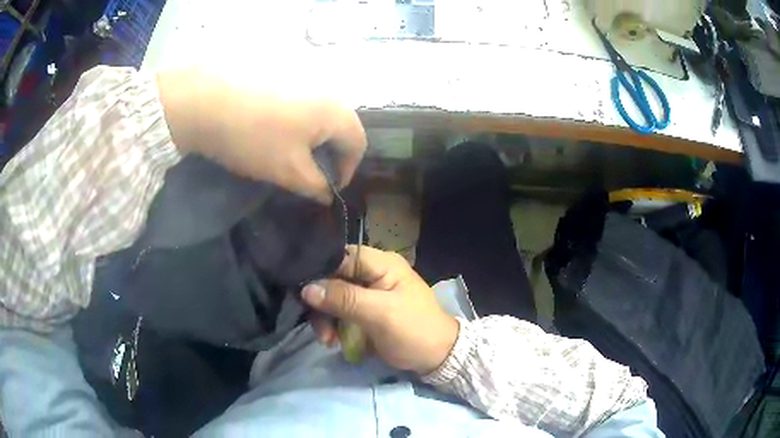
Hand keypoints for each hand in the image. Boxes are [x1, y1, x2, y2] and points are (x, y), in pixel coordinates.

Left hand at [156, 69, 365, 203]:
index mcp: (335, 112)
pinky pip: (299, 103)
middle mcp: (326, 90)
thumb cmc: (255, 138)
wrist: (208, 101)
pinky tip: (273, 131)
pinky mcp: (280, 76)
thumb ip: (315, 185)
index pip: (358, 143)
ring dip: (312, 137)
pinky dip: (296, 122)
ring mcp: (302, 78)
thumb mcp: (289, 171)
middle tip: (310, 172)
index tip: (328, 187)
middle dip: (330, 152)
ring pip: (318, 114)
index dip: (348, 169)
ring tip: (290, 152)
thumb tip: (327, 193)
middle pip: (340, 126)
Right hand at [302, 246, 459, 374]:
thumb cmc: (413, 331)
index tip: (304, 294)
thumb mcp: (380, 314)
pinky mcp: (365, 312)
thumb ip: (344, 298)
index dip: (320, 272)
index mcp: (382, 264)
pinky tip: (334, 341)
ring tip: (328, 341)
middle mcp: (373, 274)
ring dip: (327, 319)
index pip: (341, 257)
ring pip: (334, 298)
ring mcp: (368, 294)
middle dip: (323, 304)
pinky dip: (335, 326)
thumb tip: (306, 288)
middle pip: (334, 279)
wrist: (436, 358)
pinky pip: (341, 313)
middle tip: (321, 329)